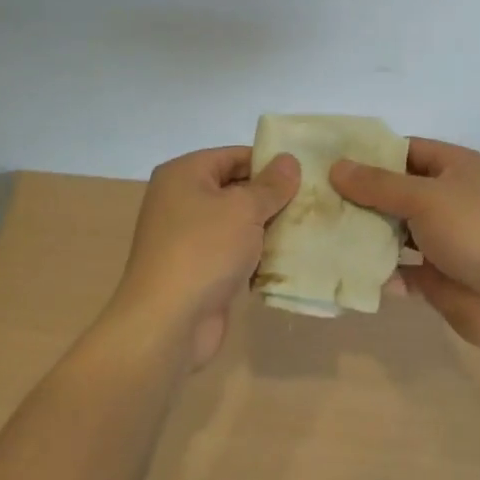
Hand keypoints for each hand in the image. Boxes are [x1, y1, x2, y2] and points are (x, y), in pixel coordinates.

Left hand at [110, 146, 299, 369]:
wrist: (167, 323)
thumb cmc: (204, 251)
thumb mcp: (244, 210)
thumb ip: (270, 185)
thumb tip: (289, 160)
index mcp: (184, 174)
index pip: (234, 156)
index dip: (269, 163)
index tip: (305, 174)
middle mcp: (181, 200)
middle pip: (235, 188)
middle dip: (271, 197)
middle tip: (313, 203)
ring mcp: (187, 237)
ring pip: (236, 223)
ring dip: (267, 228)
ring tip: (308, 229)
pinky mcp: (197, 269)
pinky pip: (232, 251)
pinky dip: (255, 255)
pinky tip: (287, 259)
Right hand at [330, 138, 479, 356]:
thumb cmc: (474, 231)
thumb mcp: (424, 198)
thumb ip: (378, 184)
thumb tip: (336, 167)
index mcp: (458, 167)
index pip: (408, 150)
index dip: (372, 154)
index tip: (332, 161)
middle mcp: (453, 198)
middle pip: (400, 191)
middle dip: (363, 197)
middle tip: (319, 199)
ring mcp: (447, 238)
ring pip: (399, 231)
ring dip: (369, 235)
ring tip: (326, 233)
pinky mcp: (440, 276)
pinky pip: (404, 268)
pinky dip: (382, 271)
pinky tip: (351, 271)